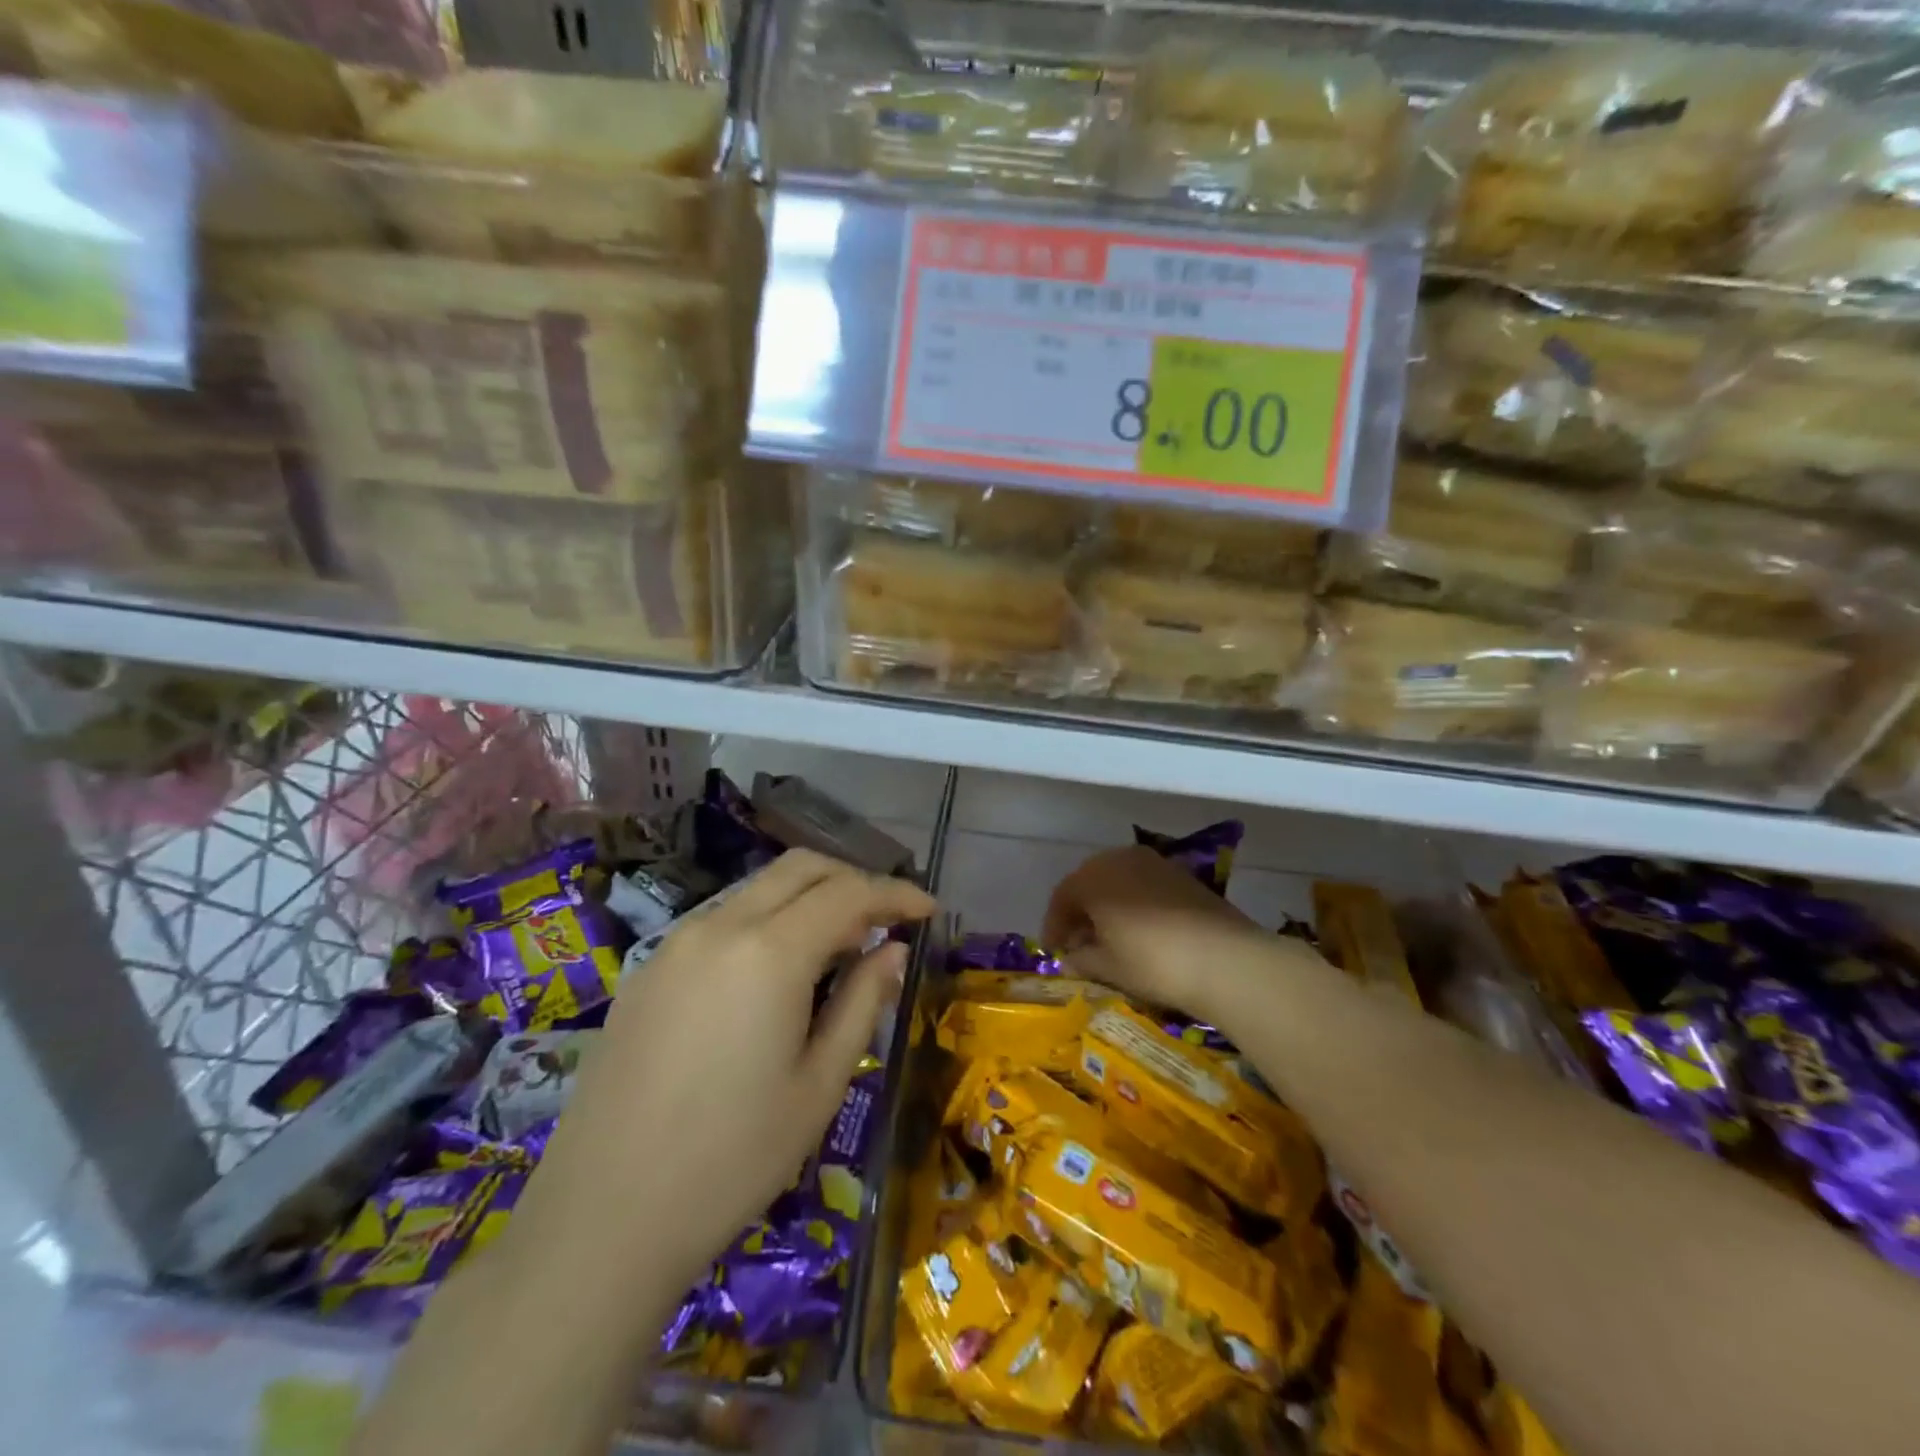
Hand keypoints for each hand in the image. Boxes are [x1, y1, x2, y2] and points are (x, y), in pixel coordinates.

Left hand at [515, 850, 935, 1289]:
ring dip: (808, 898)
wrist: (602, 1219)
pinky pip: (722, 920)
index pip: (849, 893)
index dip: (896, 894)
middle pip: (801, 868)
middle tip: (885, 919)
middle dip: (852, 879)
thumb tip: (891, 951)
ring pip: (758, 889)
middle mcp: (720, 927)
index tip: (928, 910)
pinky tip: (774, 973)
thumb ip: (861, 1003)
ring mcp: (676, 944)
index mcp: (770, 952)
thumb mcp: (819, 1085)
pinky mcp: (648, 970)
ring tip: (837, 947)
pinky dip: (765, 922)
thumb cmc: (732, 1160)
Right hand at [1042, 845, 1270, 1019]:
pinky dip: (1134, 904)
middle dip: (1081, 912)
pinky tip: (1141, 932)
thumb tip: (1070, 958)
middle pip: (1090, 882)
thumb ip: (1082, 959)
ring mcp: (1154, 863)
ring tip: (1110, 939)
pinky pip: (1144, 885)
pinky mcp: (1182, 875)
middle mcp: (1120, 859)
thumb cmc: (1151, 962)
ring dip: (1108, 906)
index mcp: (1093, 876)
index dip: (1055, 925)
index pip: (1062, 897)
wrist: (1224, 958)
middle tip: (1079, 943)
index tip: (1054, 950)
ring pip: (1118, 881)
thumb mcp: (1108, 967)